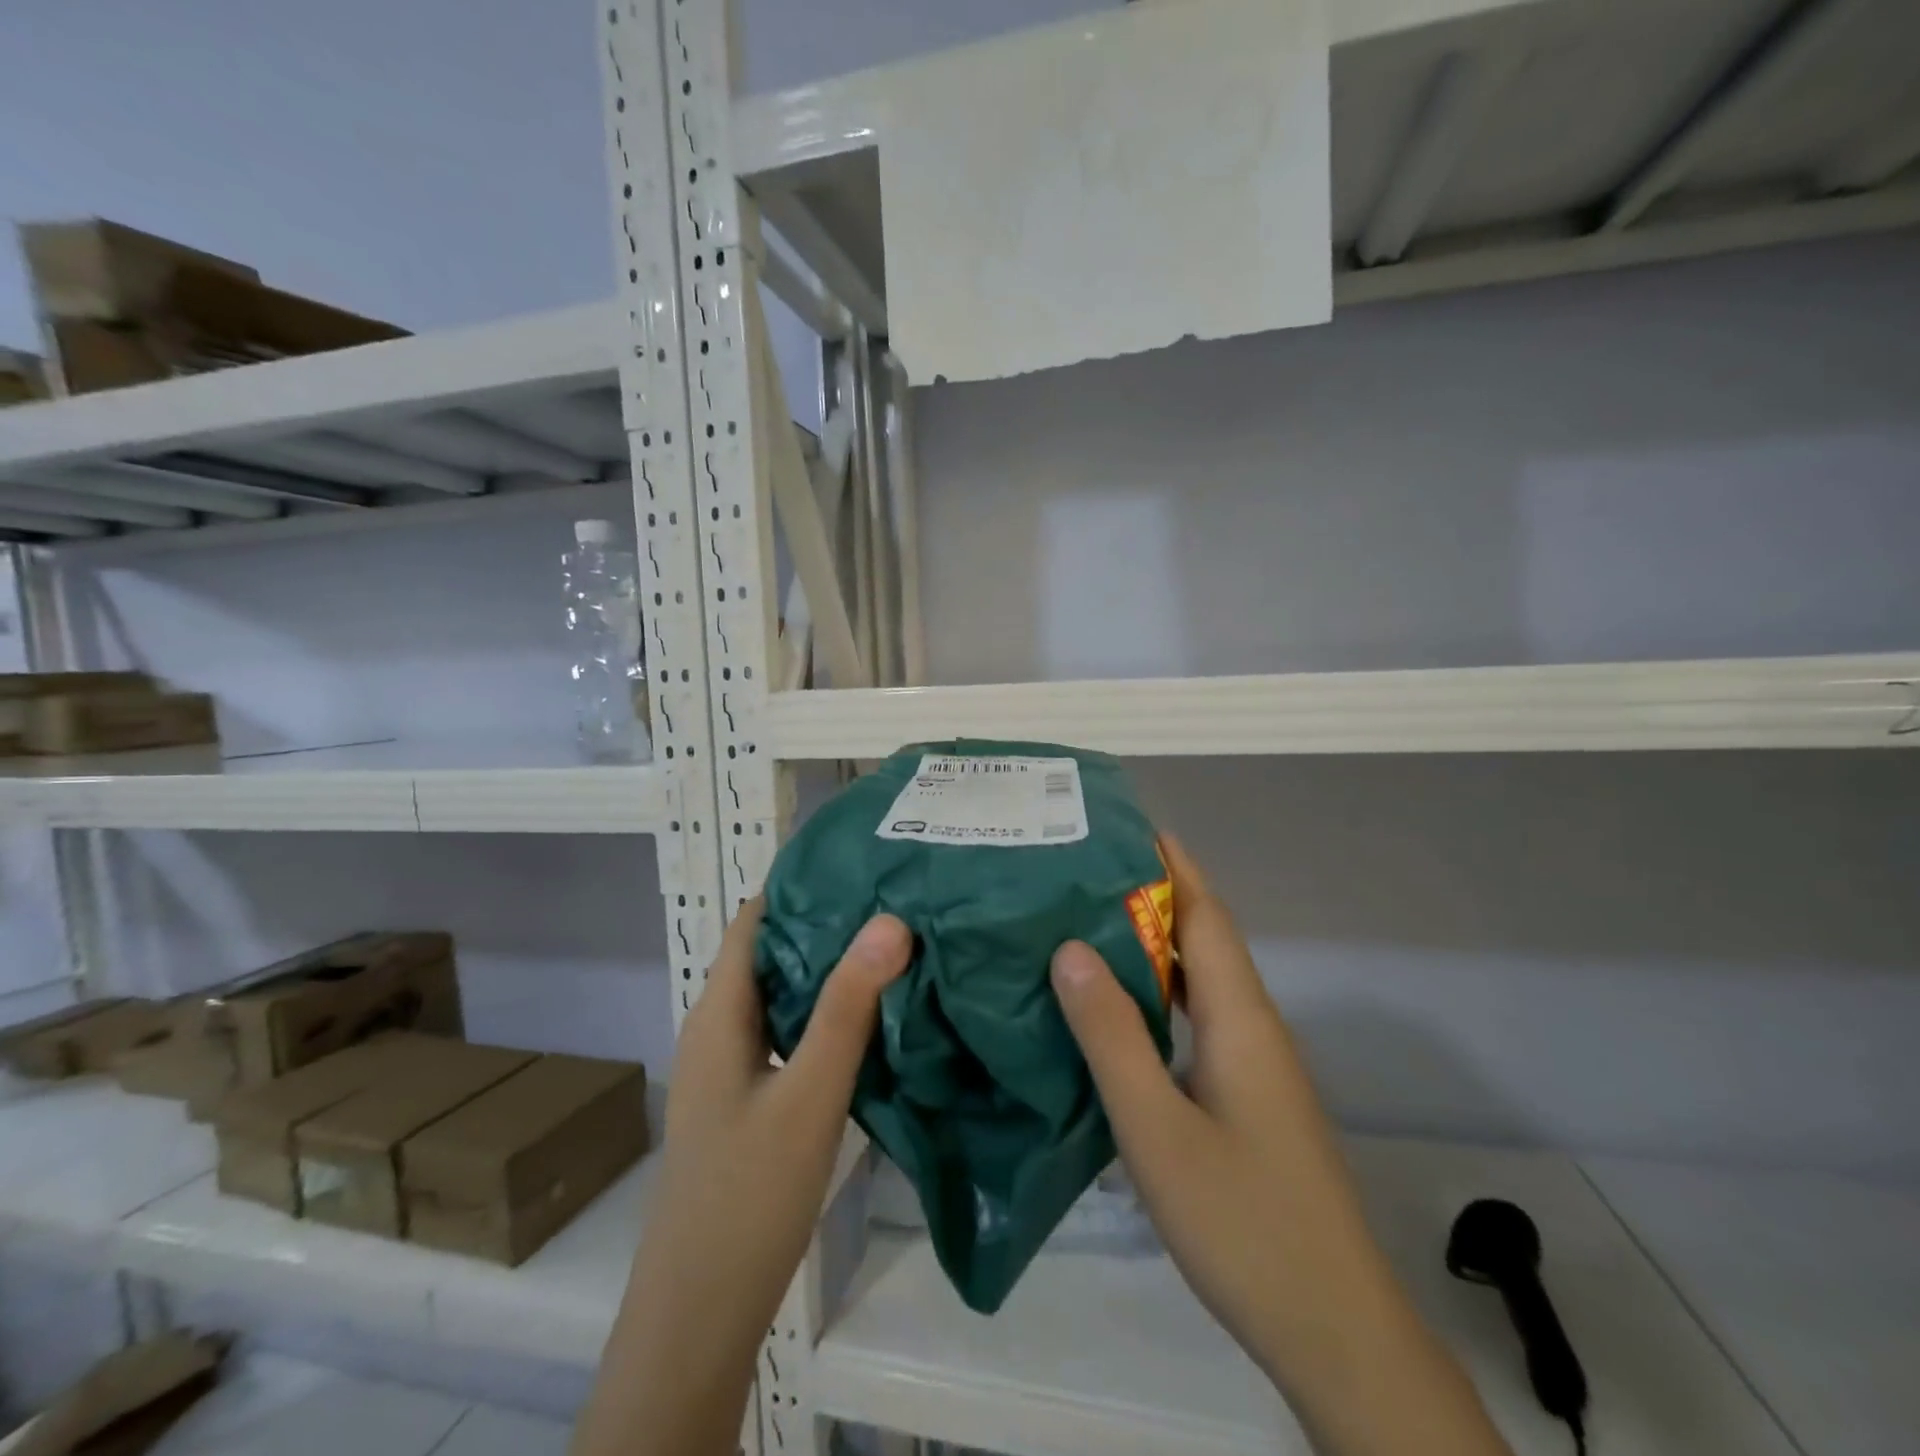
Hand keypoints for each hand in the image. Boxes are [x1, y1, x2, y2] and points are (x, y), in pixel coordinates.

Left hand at [572, 899, 911, 1455]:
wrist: (699, 1312)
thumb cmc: (748, 1195)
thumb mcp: (809, 1095)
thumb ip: (848, 1008)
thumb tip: (889, 920)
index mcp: (720, 1011)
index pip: (754, 919)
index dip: (800, 883)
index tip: (861, 863)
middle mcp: (720, 1026)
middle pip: (772, 950)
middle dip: (827, 919)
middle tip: (895, 896)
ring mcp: (733, 1065)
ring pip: (784, 992)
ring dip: (830, 966)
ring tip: (894, 942)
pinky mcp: (749, 1096)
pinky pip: (789, 1030)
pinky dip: (826, 1009)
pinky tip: (872, 1015)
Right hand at [1050, 837, 1508, 1455]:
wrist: (1332, 1328)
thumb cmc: (1241, 1221)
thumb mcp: (1156, 1127)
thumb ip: (1112, 1035)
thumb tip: (1069, 948)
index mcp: (1239, 1017)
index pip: (1204, 914)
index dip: (1170, 865)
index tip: (1124, 827)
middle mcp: (1253, 1025)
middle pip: (1203, 937)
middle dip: (1151, 894)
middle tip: (1081, 871)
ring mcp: (1254, 1063)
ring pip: (1200, 979)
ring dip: (1152, 943)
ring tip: (1084, 922)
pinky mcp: (1247, 1094)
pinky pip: (1197, 1017)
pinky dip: (1157, 992)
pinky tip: (1116, 1006)